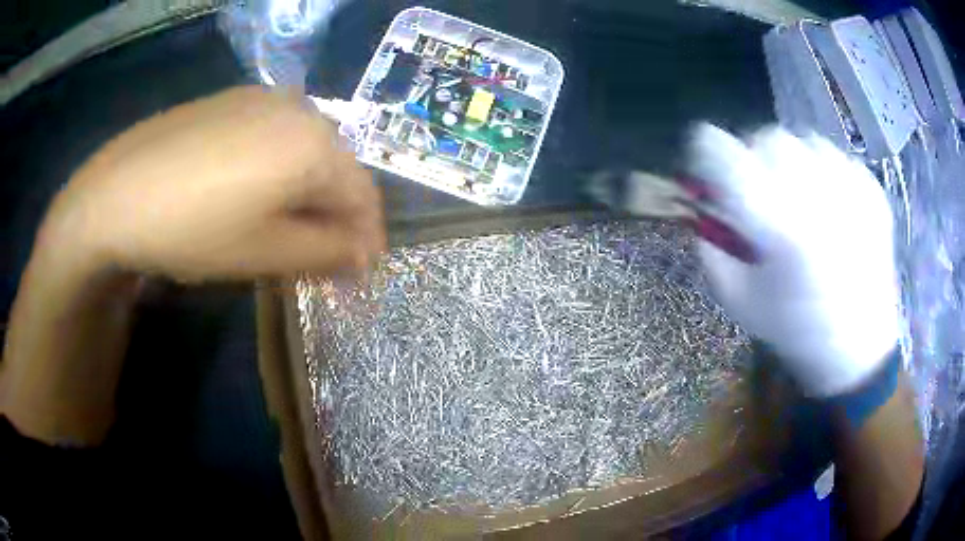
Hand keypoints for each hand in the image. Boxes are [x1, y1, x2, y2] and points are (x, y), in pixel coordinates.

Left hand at [38, 86, 384, 282]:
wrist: (116, 192)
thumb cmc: (192, 229)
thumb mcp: (265, 253)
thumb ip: (326, 253)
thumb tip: (364, 255)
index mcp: (314, 144)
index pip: (364, 195)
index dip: (367, 238)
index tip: (359, 274)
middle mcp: (299, 108)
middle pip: (337, 168)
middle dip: (336, 216)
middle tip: (319, 257)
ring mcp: (263, 98)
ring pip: (306, 149)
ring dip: (307, 192)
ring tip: (284, 227)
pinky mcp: (233, 100)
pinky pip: (275, 134)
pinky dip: (278, 167)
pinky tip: (251, 191)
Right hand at [687, 124, 898, 396]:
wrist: (859, 349)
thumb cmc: (796, 329)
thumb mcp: (739, 300)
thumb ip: (712, 247)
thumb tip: (704, 205)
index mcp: (778, 227)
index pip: (723, 152)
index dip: (706, 152)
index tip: (709, 169)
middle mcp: (815, 197)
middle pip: (767, 137)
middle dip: (752, 156)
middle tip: (759, 188)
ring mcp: (850, 189)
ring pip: (803, 140)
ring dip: (790, 162)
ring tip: (798, 196)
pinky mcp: (872, 192)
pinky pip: (836, 156)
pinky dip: (823, 171)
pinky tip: (829, 204)